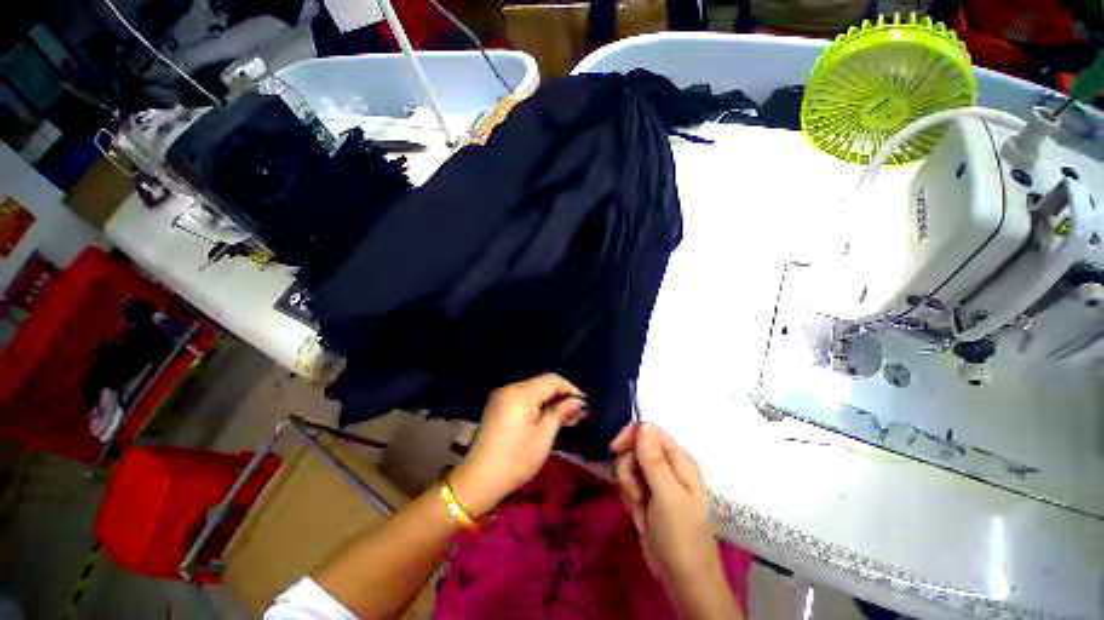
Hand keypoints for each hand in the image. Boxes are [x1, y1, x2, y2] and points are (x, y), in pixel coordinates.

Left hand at [449, 374, 586, 517]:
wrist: (478, 479)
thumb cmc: (516, 460)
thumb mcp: (543, 437)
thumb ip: (561, 413)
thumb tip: (578, 401)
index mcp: (521, 393)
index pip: (552, 380)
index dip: (570, 389)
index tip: (584, 404)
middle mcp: (510, 388)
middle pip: (542, 384)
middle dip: (561, 396)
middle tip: (578, 414)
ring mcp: (502, 396)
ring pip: (533, 391)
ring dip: (550, 402)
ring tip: (567, 419)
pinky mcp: (498, 405)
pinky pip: (523, 398)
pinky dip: (537, 406)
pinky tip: (548, 418)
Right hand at [612, 422, 737, 618]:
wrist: (682, 580)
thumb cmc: (681, 536)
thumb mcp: (667, 495)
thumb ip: (654, 459)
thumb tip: (644, 424)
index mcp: (679, 460)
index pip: (650, 431)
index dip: (632, 436)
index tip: (617, 449)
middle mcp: (668, 466)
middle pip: (636, 448)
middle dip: (629, 468)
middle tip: (636, 491)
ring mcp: (656, 482)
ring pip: (629, 467)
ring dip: (629, 487)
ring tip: (640, 508)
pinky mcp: (647, 496)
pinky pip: (629, 484)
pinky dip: (629, 498)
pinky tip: (639, 516)